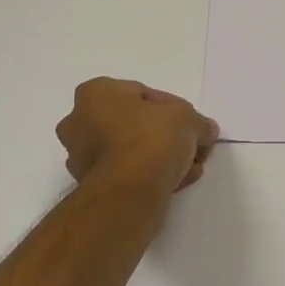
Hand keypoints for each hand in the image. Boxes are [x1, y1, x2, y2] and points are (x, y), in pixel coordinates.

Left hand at [56, 79, 219, 195]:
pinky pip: (126, 173)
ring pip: (130, 150)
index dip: (173, 108)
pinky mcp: (90, 185)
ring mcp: (80, 156)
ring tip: (188, 168)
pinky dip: (148, 175)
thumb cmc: (153, 139)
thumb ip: (198, 122)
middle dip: (165, 135)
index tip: (191, 124)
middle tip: (190, 146)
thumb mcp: (188, 119)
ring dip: (159, 157)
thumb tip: (205, 130)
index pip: (143, 93)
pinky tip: (175, 182)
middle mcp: (79, 121)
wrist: (130, 192)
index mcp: (96, 93)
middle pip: (134, 123)